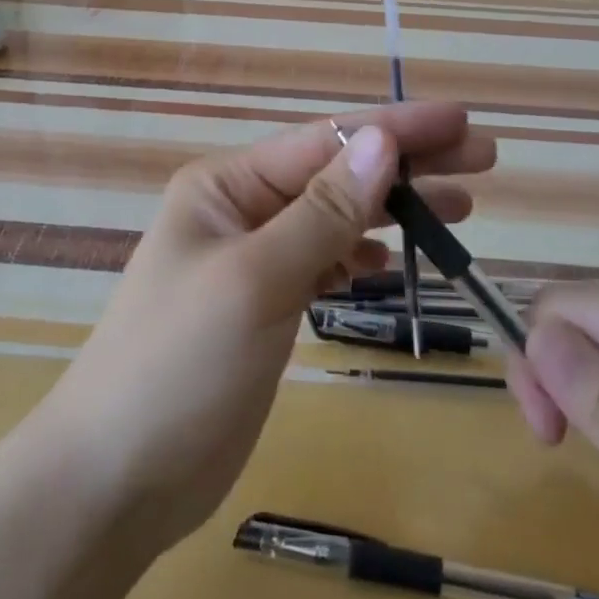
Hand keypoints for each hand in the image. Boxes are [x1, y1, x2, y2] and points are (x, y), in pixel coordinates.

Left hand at [46, 103, 496, 549]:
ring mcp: (253, 259)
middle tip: (482, 159)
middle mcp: (241, 210)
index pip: (325, 141)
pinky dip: (359, 257)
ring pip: (336, 219)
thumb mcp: (255, 279)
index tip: (462, 120)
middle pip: (337, 174)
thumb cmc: (178, 365)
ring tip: (460, 207)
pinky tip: (391, 262)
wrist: (116, 478)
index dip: (396, 128)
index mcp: (227, 185)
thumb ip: (322, 212)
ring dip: (393, 211)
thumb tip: (381, 140)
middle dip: (407, 164)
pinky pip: (323, 262)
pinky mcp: (265, 304)